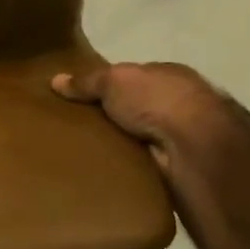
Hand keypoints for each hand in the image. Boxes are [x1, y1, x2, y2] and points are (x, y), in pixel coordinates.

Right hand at [52, 62, 249, 248]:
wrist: (194, 146)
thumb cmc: (156, 100)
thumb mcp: (114, 80)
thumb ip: (87, 81)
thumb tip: (55, 80)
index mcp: (170, 76)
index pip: (137, 78)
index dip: (110, 85)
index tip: (82, 97)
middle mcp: (181, 104)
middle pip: (138, 108)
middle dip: (114, 117)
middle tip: (76, 126)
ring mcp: (183, 137)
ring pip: (141, 137)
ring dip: (121, 144)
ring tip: (83, 152)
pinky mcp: (179, 166)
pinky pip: (144, 164)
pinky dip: (128, 167)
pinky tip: (105, 172)